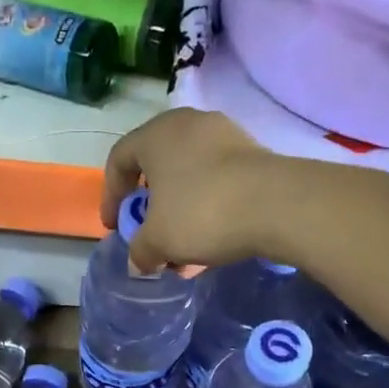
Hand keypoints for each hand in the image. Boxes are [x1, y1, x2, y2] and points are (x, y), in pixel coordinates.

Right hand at [100, 108, 285, 274]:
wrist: (277, 205)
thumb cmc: (201, 213)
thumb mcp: (158, 241)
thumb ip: (140, 251)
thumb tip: (138, 263)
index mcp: (155, 135)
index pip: (119, 159)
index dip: (111, 196)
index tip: (115, 226)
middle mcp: (187, 125)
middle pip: (156, 166)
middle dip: (150, 207)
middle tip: (149, 234)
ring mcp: (224, 135)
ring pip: (189, 175)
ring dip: (180, 211)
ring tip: (183, 249)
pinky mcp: (252, 153)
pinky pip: (216, 179)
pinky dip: (207, 207)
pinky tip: (212, 240)